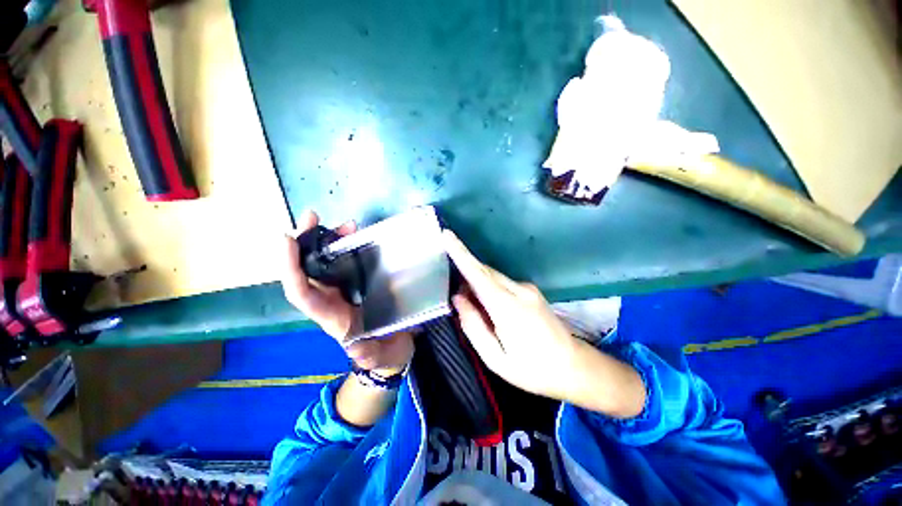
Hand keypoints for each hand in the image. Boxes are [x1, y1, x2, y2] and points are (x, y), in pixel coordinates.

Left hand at [283, 210, 413, 374]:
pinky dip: (346, 245)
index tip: (288, 240)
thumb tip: (355, 348)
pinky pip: (343, 261)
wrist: (394, 349)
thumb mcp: (382, 356)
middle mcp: (330, 301)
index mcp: (332, 317)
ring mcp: (343, 291)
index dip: (291, 268)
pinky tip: (356, 234)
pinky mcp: (356, 284)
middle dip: (304, 243)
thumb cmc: (387, 353)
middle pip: (306, 271)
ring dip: (327, 240)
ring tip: (345, 224)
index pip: (302, 294)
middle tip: (312, 218)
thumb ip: (370, 354)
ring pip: (324, 262)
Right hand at [442, 230, 644, 416]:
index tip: (446, 235)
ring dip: (478, 282)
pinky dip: (490, 287)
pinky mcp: (532, 290)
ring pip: (493, 275)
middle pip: (484, 271)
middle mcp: (519, 290)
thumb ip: (473, 325)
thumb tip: (458, 298)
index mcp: (507, 308)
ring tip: (475, 308)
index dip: (460, 253)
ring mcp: (528, 288)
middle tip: (457, 296)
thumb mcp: (495, 358)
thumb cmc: (531, 369)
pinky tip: (492, 308)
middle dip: (465, 273)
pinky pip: (502, 281)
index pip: (478, 273)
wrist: (574, 367)